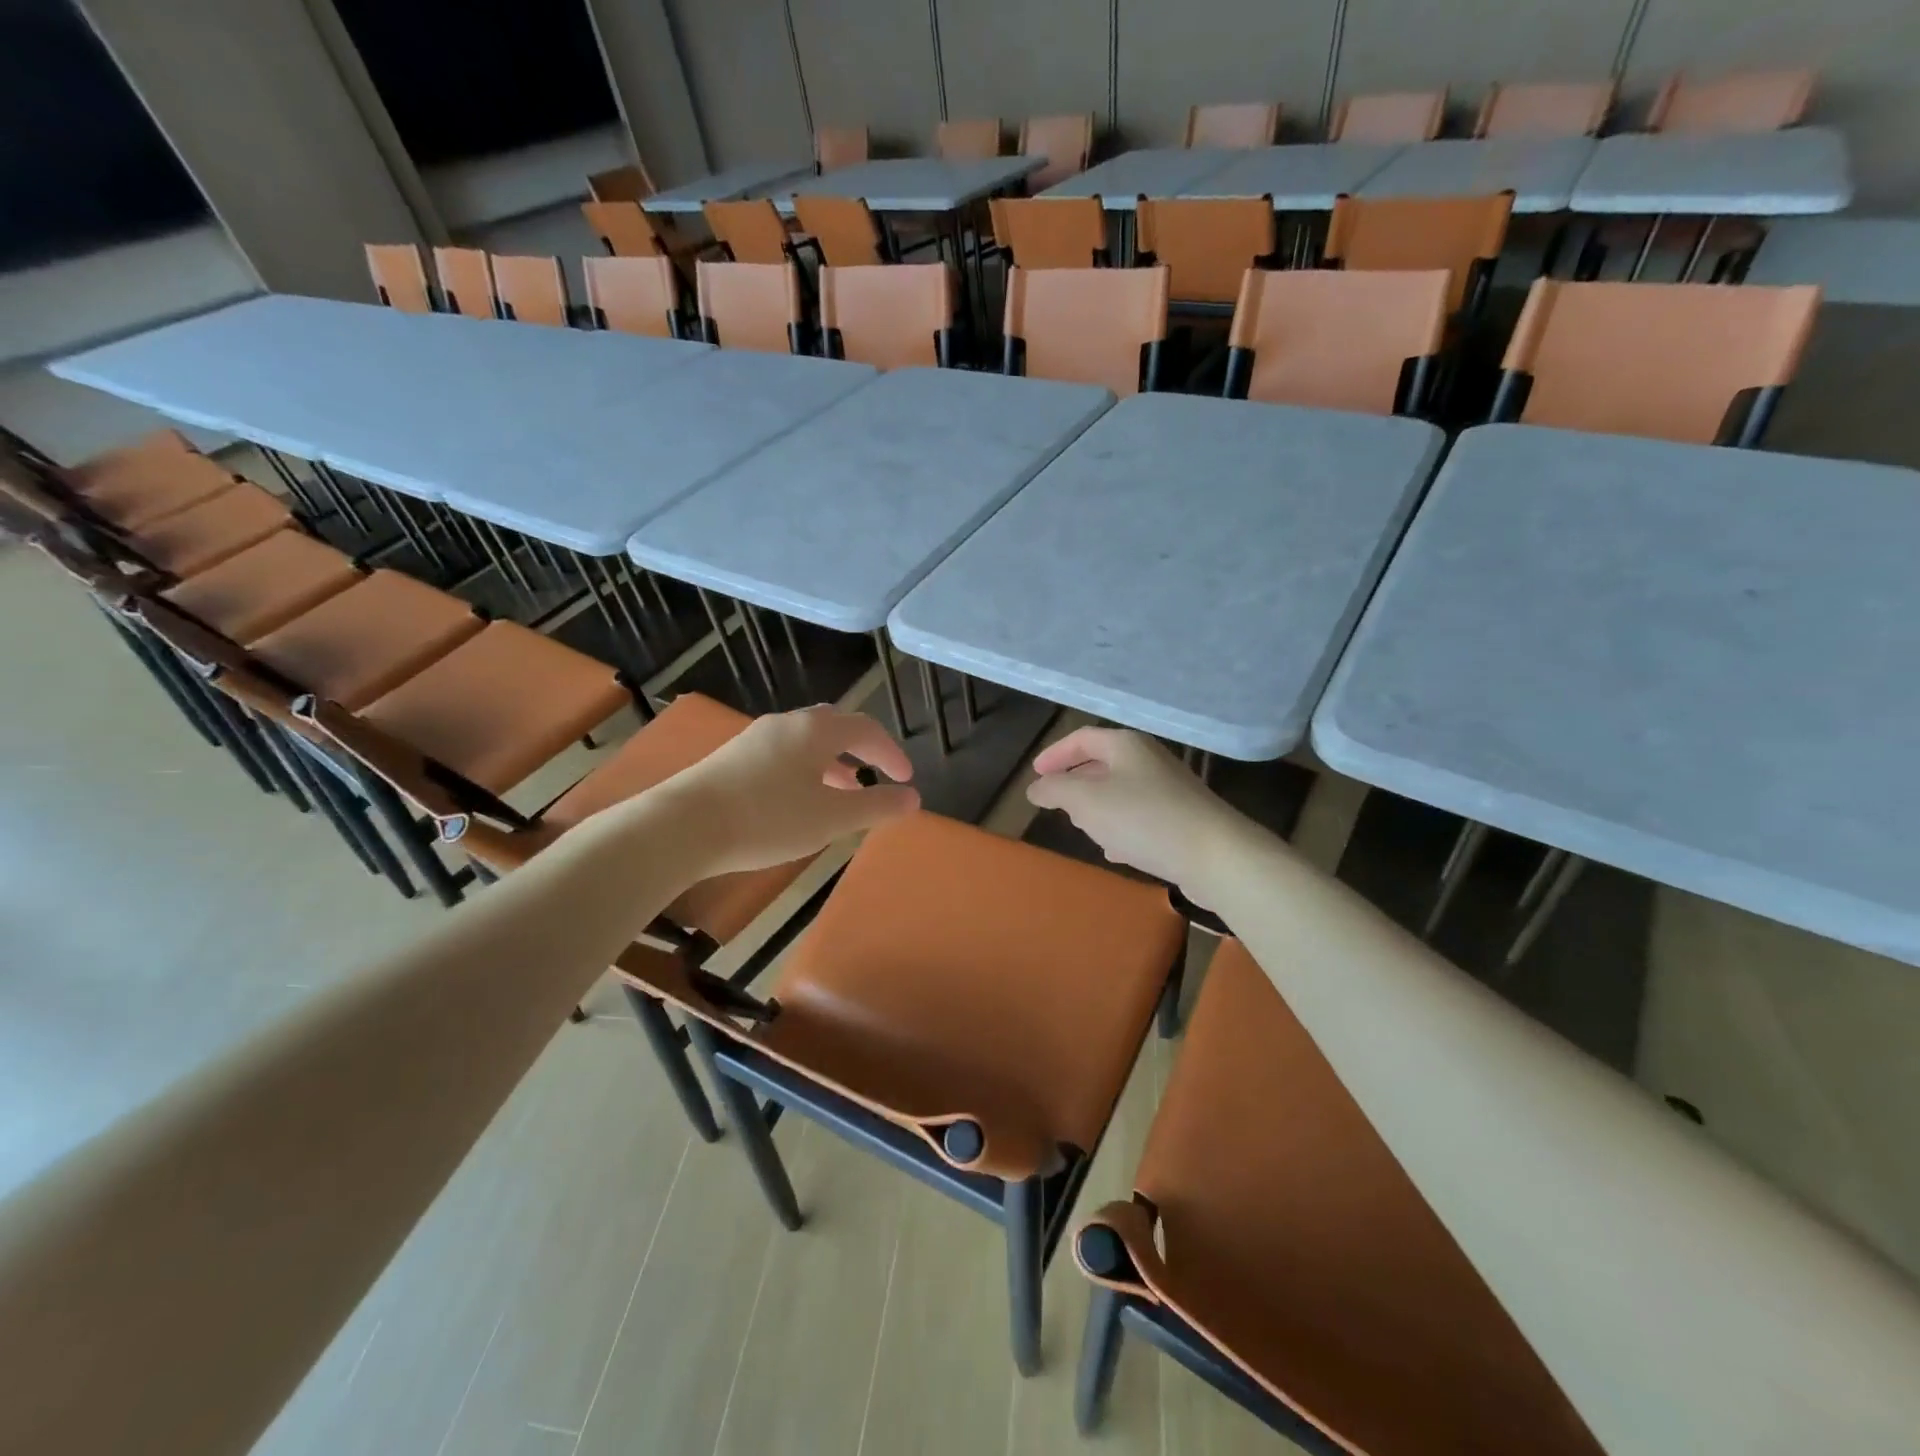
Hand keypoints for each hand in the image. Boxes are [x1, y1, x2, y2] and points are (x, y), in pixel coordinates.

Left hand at [644, 705, 918, 876]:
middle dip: (860, 750)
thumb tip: (913, 798)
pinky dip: (805, 770)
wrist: (681, 826)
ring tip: (842, 793)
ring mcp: (755, 738)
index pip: (866, 729)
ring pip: (806, 742)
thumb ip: (876, 806)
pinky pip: (782, 755)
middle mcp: (786, 724)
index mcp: (816, 730)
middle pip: (834, 726)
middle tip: (875, 776)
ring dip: (832, 763)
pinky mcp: (731, 757)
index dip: (891, 752)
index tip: (906, 779)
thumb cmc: (767, 818)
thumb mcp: (831, 818)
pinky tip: (798, 801)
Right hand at [1025, 728, 1244, 897]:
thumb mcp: (1085, 801)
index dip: (1055, 754)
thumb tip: (1035, 787)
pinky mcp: (1182, 818)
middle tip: (1056, 802)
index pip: (1082, 738)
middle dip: (1076, 782)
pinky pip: (1141, 816)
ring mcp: (1170, 789)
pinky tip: (1116, 851)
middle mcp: (1149, 760)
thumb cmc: (1142, 818)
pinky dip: (1121, 828)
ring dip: (1098, 808)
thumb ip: (1055, 790)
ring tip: (1082, 828)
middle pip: (1104, 763)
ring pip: (1122, 791)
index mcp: (1126, 746)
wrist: (1215, 855)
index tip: (1036, 774)